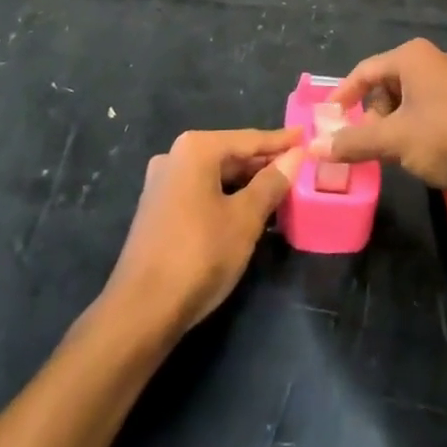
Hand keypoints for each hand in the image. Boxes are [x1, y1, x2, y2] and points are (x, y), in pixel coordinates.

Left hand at [105, 128, 304, 332]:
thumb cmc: (199, 254)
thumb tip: (294, 156)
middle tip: (297, 168)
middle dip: (263, 163)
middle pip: (229, 154)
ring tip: (279, 190)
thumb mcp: (245, 218)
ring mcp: (162, 183)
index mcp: (196, 149)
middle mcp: (175, 156)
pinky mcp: (157, 210)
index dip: (280, 141)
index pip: (248, 139)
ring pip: (214, 175)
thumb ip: (271, 183)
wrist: (141, 310)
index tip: (305, 136)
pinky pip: (200, 192)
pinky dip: (225, 197)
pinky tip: (246, 211)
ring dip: (245, 182)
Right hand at [314, 39, 446, 197]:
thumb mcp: (394, 140)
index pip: (363, 71)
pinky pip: (425, 109)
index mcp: (410, 57)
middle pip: (384, 85)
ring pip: (405, 101)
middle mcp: (429, 60)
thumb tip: (314, 148)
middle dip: (371, 117)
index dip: (342, 97)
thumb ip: (353, 142)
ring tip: (393, 153)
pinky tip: (418, 153)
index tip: (327, 122)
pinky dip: (413, 128)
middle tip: (366, 145)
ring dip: (392, 126)